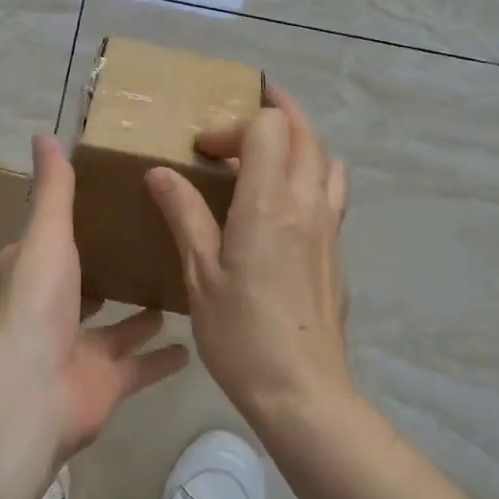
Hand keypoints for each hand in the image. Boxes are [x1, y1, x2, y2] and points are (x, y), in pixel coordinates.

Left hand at [0, 136, 188, 458]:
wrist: (35, 391)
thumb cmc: (39, 304)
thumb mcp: (49, 235)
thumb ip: (54, 189)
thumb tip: (45, 135)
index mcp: (37, 275)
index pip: (46, 245)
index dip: (64, 228)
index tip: (98, 205)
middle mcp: (56, 312)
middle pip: (85, 287)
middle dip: (110, 271)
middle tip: (150, 243)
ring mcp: (82, 351)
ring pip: (117, 328)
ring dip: (141, 313)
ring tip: (178, 284)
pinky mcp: (108, 383)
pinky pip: (142, 367)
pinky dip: (164, 358)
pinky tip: (194, 341)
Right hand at [145, 84, 352, 425]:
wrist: (303, 391)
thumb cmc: (241, 333)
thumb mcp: (200, 273)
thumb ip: (184, 214)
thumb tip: (160, 172)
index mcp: (269, 202)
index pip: (268, 127)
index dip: (233, 126)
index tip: (204, 151)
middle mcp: (307, 201)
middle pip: (304, 131)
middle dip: (277, 110)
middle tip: (248, 107)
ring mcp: (329, 224)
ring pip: (326, 157)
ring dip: (301, 140)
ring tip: (271, 149)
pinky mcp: (337, 247)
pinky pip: (333, 189)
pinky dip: (313, 171)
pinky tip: (288, 199)